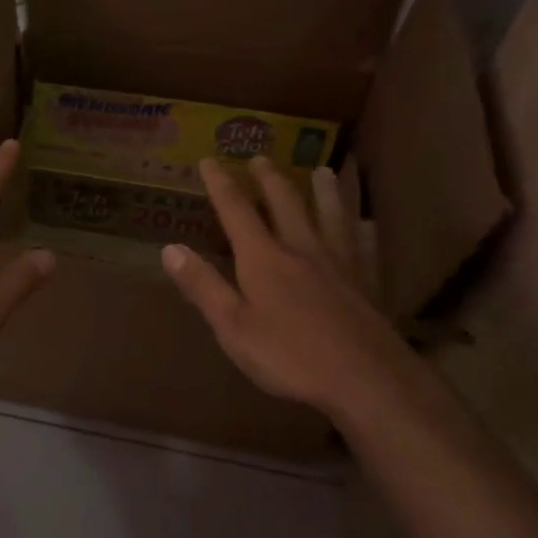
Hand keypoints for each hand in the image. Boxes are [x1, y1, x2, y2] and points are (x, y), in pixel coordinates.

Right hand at [162, 157, 420, 419]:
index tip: (209, 160)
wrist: (367, 380)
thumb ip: (203, 286)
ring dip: (323, 192)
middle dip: (269, 180)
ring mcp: (340, 266)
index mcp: (264, 259)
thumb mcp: (232, 327)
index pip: (237, 212)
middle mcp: (302, 250)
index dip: (221, 185)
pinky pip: (365, 247)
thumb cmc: (290, 356)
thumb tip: (169, 249)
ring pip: (330, 217)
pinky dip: (363, 230)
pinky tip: (367, 223)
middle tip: (261, 157)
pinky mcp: (368, 285)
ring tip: (322, 170)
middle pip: (286, 205)